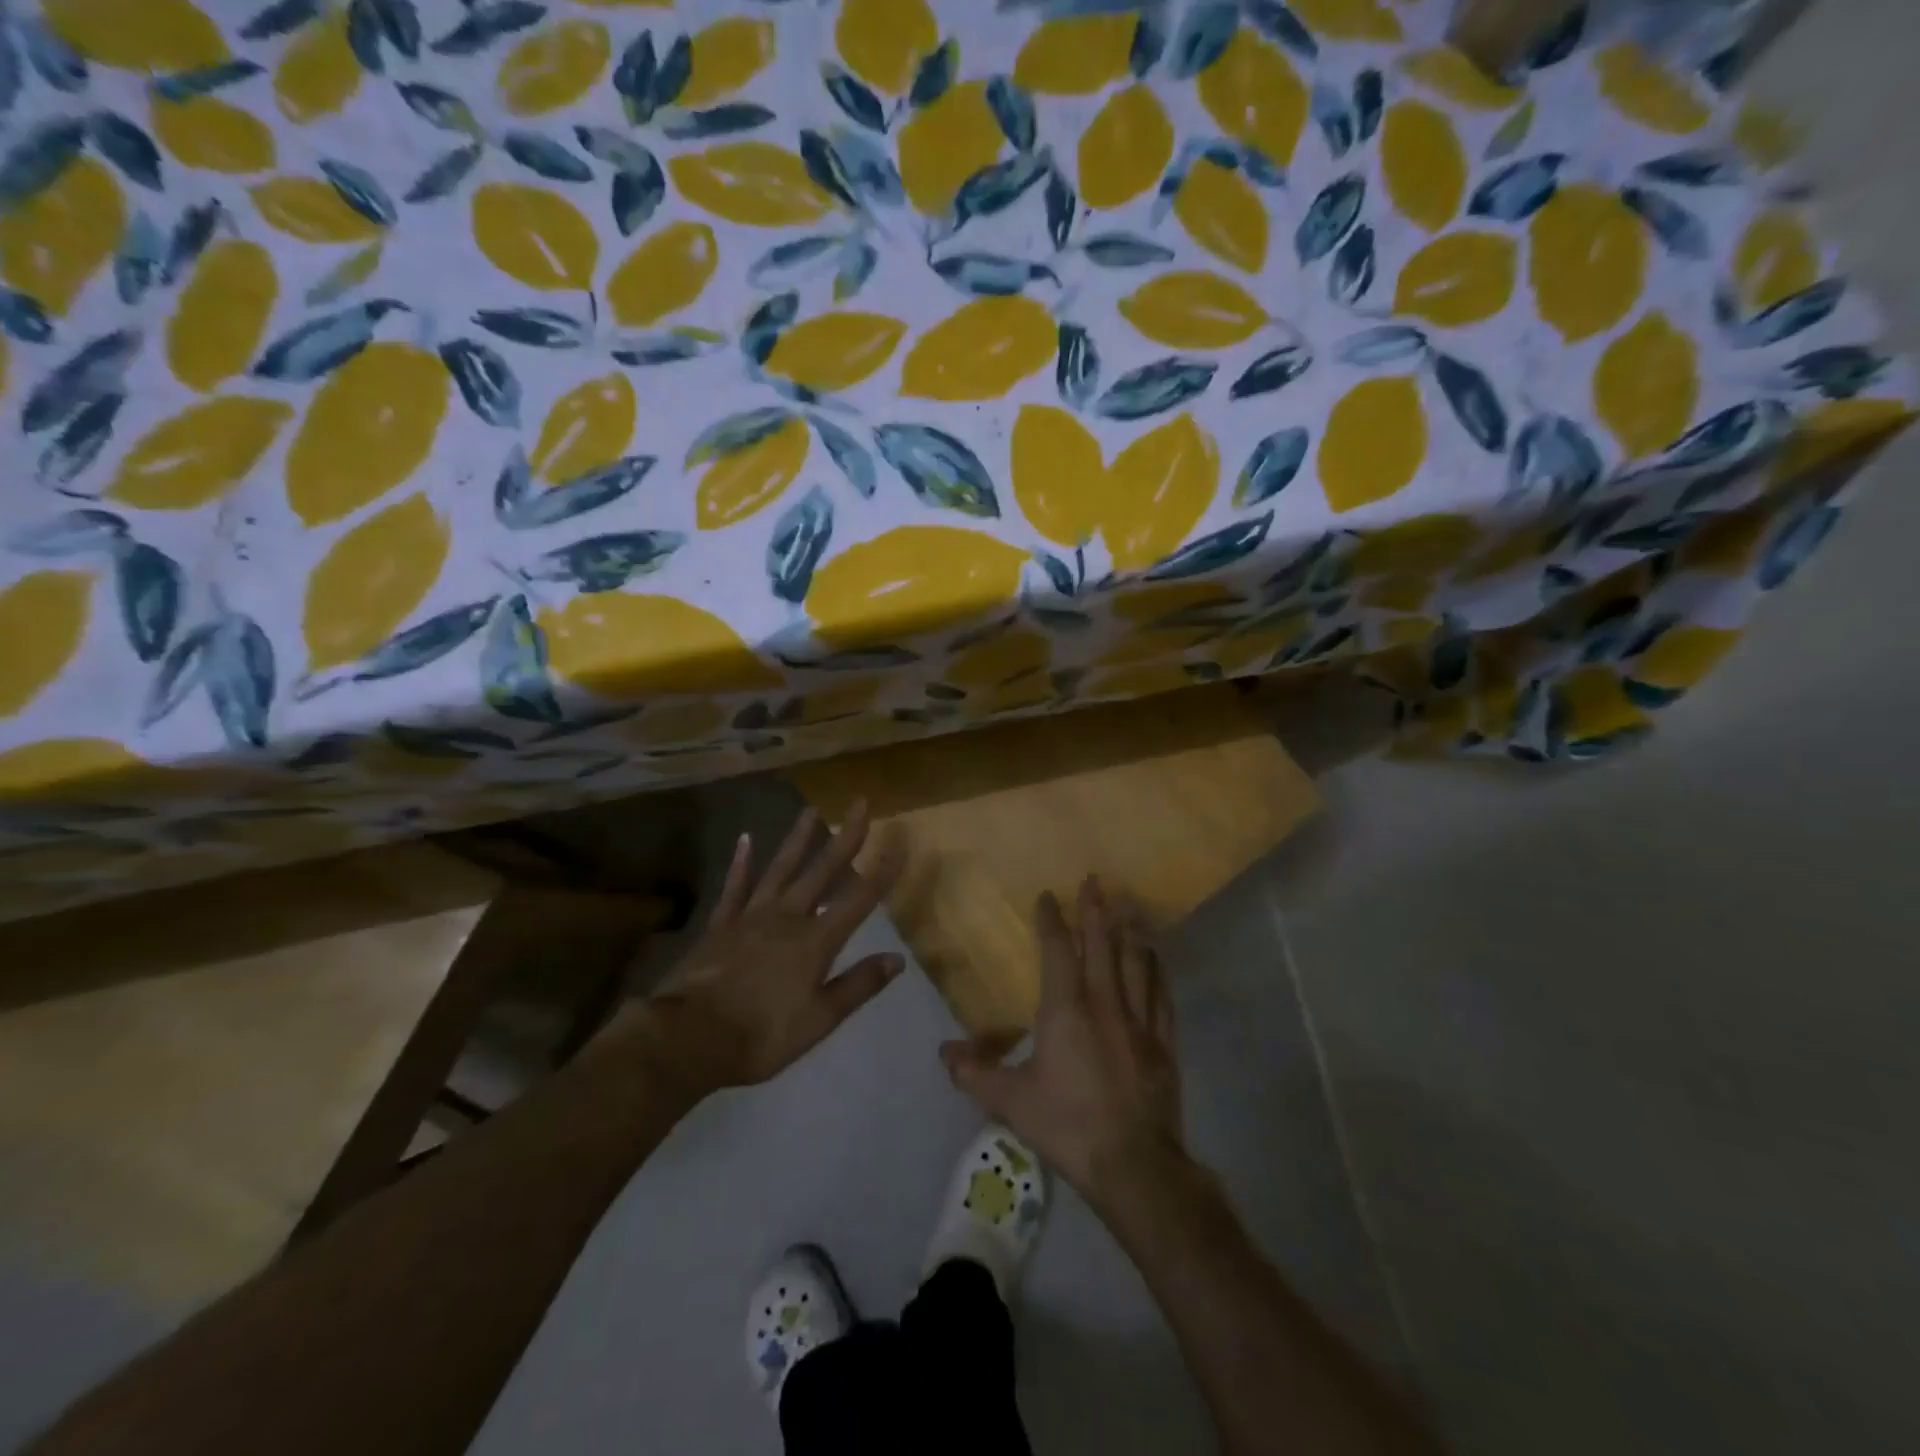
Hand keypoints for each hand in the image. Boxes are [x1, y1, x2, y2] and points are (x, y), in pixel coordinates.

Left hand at [637, 802, 904, 1095]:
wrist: (691, 1037)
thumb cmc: (763, 1034)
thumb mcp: (820, 1019)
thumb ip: (859, 985)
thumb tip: (898, 958)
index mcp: (816, 941)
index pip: (859, 900)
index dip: (882, 871)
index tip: (900, 841)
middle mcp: (787, 917)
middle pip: (822, 871)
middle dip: (845, 838)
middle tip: (860, 804)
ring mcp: (751, 916)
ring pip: (780, 869)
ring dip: (798, 839)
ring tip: (811, 810)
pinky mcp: (721, 924)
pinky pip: (734, 886)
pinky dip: (741, 863)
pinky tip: (746, 839)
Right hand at [941, 877, 1185, 1205]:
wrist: (1134, 1165)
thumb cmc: (1068, 1125)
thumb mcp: (1012, 1102)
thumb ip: (975, 1074)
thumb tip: (944, 1052)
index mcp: (1066, 1010)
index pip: (1058, 952)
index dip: (1052, 921)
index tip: (1048, 895)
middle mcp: (1105, 1003)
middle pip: (1102, 945)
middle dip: (1095, 910)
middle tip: (1094, 881)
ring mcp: (1139, 1021)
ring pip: (1136, 963)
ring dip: (1129, 932)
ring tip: (1127, 908)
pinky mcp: (1163, 1043)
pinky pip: (1161, 995)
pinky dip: (1156, 971)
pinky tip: (1156, 959)